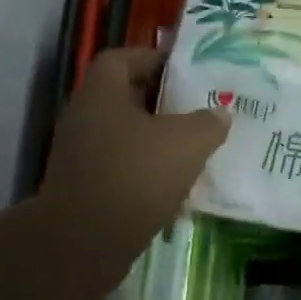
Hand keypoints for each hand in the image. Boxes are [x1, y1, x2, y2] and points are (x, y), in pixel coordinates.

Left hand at [42, 48, 228, 254]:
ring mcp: (80, 153)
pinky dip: (143, 171)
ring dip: (154, 141)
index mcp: (101, 92)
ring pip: (124, 135)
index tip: (187, 72)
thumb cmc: (135, 176)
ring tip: (191, 150)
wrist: (85, 242)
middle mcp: (84, 116)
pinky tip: (172, 187)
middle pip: (125, 97)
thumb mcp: (186, 143)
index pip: (125, 57)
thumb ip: (208, 122)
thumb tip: (220, 112)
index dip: (156, 59)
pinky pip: (119, 166)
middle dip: (162, 103)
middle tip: (197, 111)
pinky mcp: (84, 186)